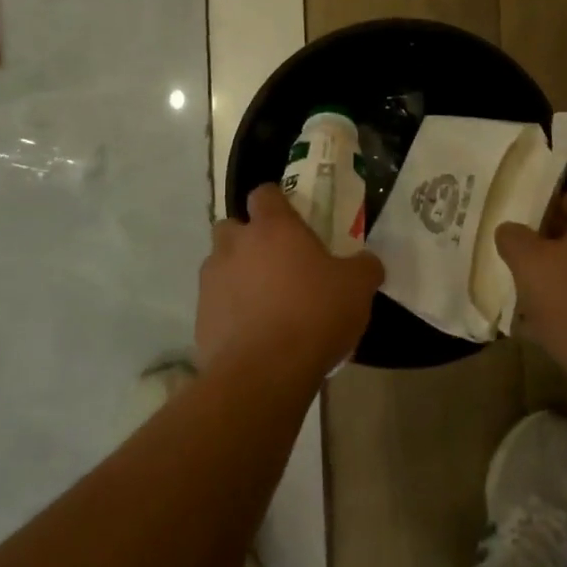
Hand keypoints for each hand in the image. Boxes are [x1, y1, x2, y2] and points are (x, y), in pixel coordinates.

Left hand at [197, 184, 383, 382]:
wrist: (263, 373)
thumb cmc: (314, 315)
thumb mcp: (357, 289)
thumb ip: (364, 267)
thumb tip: (367, 262)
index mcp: (272, 227)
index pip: (265, 194)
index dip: (277, 203)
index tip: (292, 219)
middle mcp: (235, 245)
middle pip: (233, 227)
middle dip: (248, 239)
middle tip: (276, 262)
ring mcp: (212, 280)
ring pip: (220, 265)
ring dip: (237, 275)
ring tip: (264, 302)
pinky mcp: (200, 316)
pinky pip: (215, 303)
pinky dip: (230, 311)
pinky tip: (253, 333)